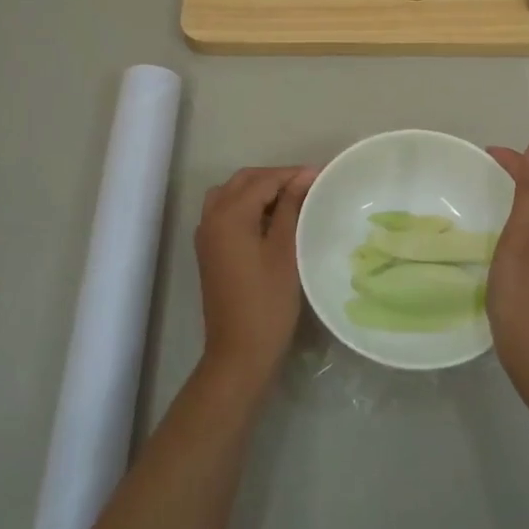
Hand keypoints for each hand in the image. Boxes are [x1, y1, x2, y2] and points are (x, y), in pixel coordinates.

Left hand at [193, 166, 316, 389]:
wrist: (239, 353)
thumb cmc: (268, 302)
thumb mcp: (285, 250)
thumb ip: (291, 207)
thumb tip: (305, 176)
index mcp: (228, 215)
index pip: (263, 180)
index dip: (292, 175)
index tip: (321, 176)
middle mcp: (211, 218)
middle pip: (243, 181)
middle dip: (274, 178)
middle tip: (308, 186)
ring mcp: (207, 235)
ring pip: (231, 194)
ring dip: (258, 190)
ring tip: (290, 200)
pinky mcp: (210, 251)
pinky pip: (225, 212)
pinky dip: (247, 206)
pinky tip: (271, 220)